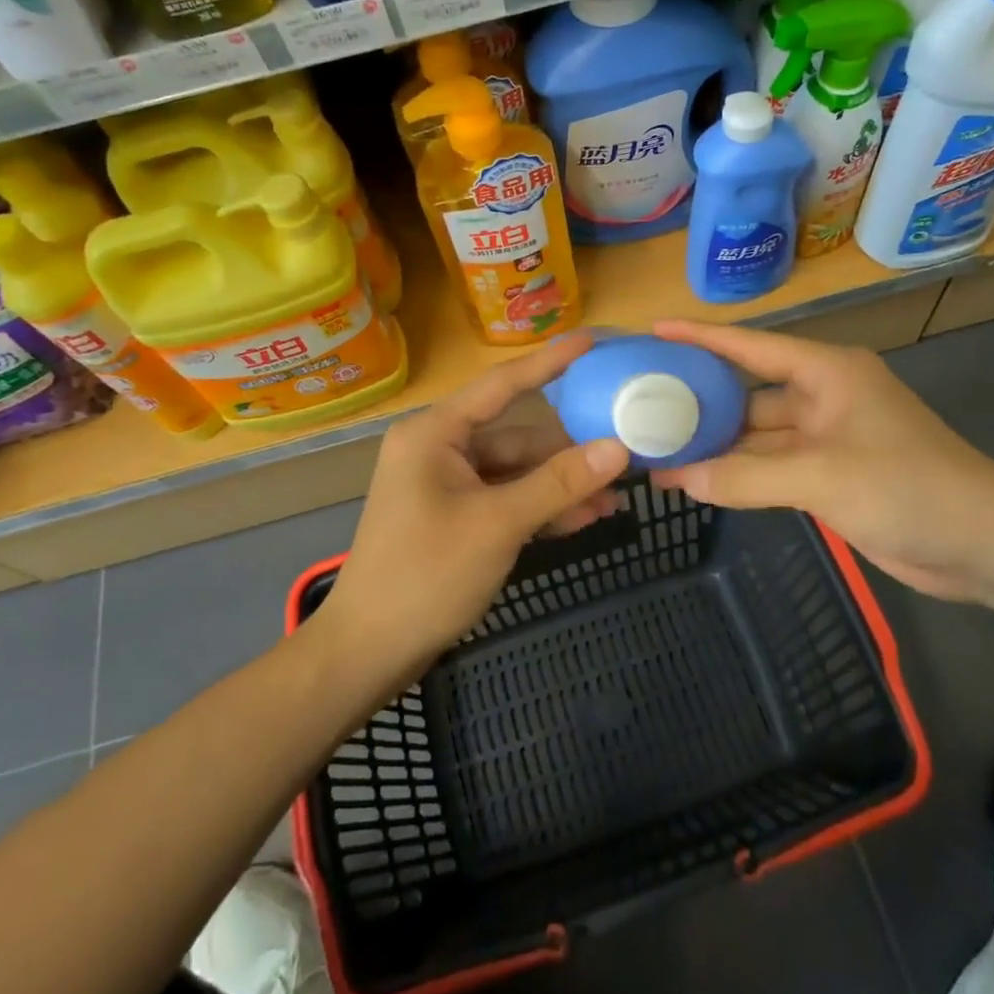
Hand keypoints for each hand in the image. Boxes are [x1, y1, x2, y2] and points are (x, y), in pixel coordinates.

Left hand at [323, 332, 628, 681]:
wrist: (369, 651)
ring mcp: (446, 484)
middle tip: (624, 460)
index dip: (550, 362)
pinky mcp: (454, 515)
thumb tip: (618, 448)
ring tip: (610, 504)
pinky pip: (505, 498)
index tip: (592, 342)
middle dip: (569, 455)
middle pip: (517, 437)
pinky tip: (579, 520)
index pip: (502, 384)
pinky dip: (538, 508)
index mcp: (435, 433)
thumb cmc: (426, 575)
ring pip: (516, 472)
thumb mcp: (498, 525)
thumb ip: (559, 483)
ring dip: (559, 487)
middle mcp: (439, 448)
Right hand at [647, 320, 993, 600]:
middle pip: (747, 392)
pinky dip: (738, 474)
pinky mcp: (829, 474)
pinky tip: (698, 481)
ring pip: (756, 435)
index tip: (654, 331)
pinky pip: (771, 467)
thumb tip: (679, 477)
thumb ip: (745, 476)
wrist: (981, 543)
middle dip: (700, 401)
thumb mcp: (820, 475)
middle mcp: (822, 396)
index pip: (751, 346)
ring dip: (716, 445)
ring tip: (658, 448)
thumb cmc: (906, 486)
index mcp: (826, 372)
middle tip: (643, 404)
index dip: (701, 336)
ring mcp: (826, 438)